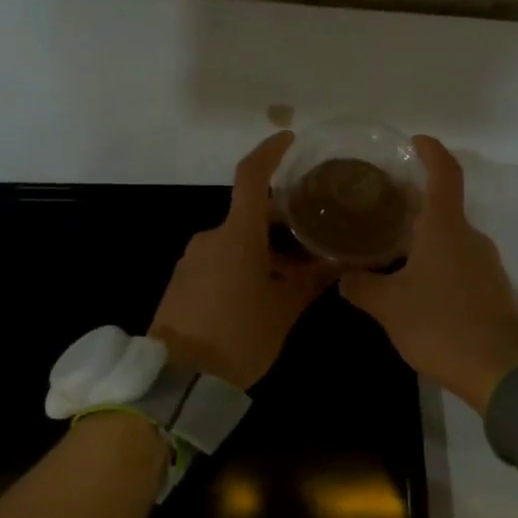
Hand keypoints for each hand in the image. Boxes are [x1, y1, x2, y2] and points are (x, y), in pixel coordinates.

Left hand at [149, 132, 335, 389]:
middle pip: (249, 214)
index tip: (289, 139)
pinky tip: (259, 294)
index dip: (270, 152)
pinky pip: (218, 259)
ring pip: (235, 240)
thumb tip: (340, 263)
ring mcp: (192, 258)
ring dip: (262, 250)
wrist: (177, 378)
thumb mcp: (284, 311)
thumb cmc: (239, 337)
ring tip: (291, 277)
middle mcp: (211, 237)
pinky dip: (241, 265)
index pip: (252, 176)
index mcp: (238, 235)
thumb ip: (312, 281)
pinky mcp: (182, 280)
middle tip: (311, 241)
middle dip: (280, 224)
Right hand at [339, 136, 517, 411]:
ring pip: (451, 237)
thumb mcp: (388, 306)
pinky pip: (460, 261)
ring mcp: (486, 263)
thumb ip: (361, 286)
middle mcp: (470, 237)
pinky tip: (415, 282)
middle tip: (381, 206)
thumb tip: (344, 275)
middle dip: (414, 202)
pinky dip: (437, 260)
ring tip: (391, 247)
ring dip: (424, 236)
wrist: (500, 372)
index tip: (415, 141)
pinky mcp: (492, 289)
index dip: (431, 152)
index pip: (444, 174)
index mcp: (445, 228)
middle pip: (444, 206)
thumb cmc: (440, 325)